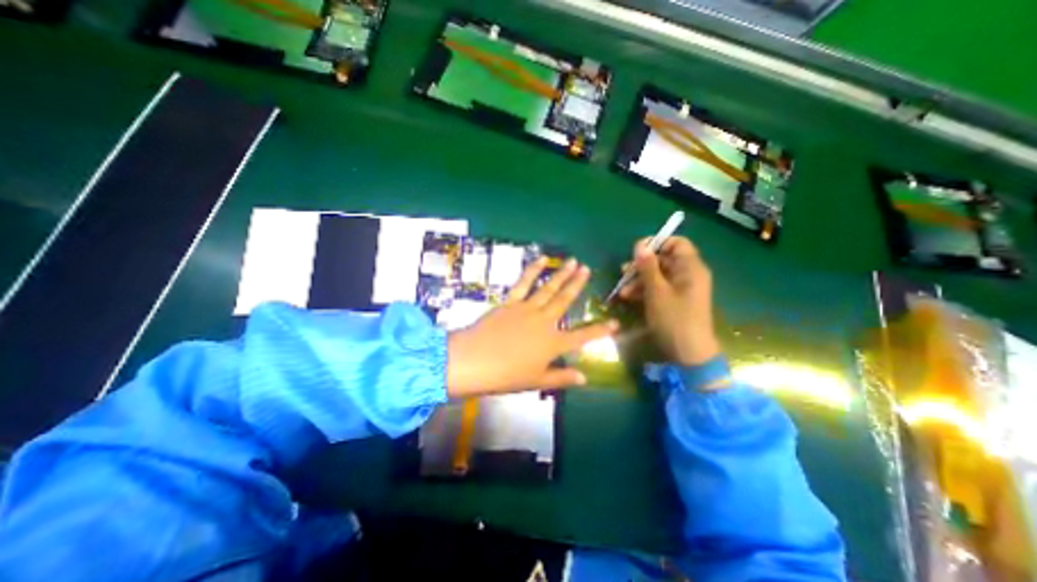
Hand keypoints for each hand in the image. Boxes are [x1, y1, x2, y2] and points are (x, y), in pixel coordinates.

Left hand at [445, 258, 612, 397]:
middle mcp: (544, 322)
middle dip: (578, 285)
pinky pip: (524, 283)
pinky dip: (533, 270)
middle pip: (565, 301)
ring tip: (573, 261)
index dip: (600, 331)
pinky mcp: (510, 302)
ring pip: (549, 288)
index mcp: (553, 344)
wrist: (473, 361)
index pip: (582, 337)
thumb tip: (584, 378)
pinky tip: (542, 259)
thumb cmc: (505, 375)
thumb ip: (561, 378)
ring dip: (562, 274)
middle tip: (588, 269)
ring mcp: (527, 309)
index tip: (616, 323)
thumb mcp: (536, 381)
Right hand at [614, 235, 722, 362]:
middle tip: (623, 272)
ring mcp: (682, 288)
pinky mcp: (675, 301)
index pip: (676, 243)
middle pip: (664, 260)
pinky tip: (628, 298)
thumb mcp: (657, 291)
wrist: (689, 353)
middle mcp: (688, 274)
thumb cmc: (674, 319)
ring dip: (639, 280)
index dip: (656, 244)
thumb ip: (647, 267)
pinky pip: (659, 288)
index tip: (636, 251)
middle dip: (641, 265)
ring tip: (622, 291)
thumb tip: (640, 244)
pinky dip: (644, 291)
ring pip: (658, 275)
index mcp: (691, 268)